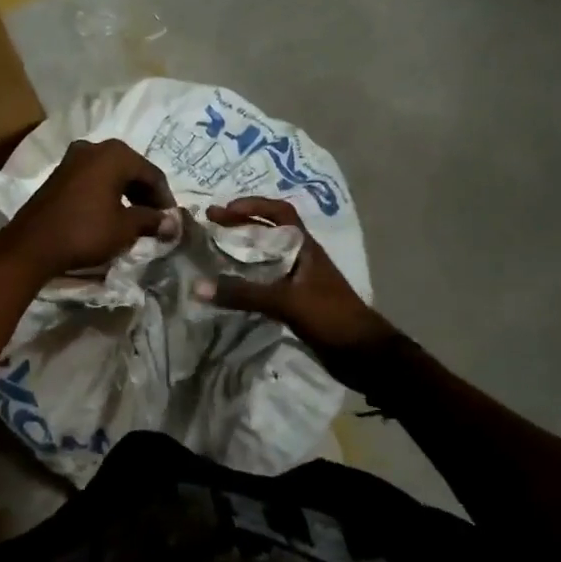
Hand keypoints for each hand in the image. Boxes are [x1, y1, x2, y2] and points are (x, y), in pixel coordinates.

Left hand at [0, 138, 175, 281]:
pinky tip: (112, 213)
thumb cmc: (85, 232)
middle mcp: (94, 147)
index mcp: (115, 154)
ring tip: (137, 219)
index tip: (171, 221)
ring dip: (127, 194)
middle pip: (132, 170)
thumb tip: (173, 223)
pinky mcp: (60, 174)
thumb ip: (152, 220)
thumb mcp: (125, 228)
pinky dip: (108, 193)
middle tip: (156, 219)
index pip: (152, 174)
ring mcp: (73, 158)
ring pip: (112, 173)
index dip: (165, 199)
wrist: (33, 245)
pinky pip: (94, 179)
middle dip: (146, 195)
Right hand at [194, 197, 397, 374]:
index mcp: (306, 248)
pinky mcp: (297, 304)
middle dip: (241, 227)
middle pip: (269, 233)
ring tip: (213, 256)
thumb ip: (243, 293)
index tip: (223, 210)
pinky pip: (266, 285)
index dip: (252, 206)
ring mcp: (300, 282)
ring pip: (267, 260)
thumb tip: (197, 286)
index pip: (279, 213)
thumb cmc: (330, 317)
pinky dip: (248, 282)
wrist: (364, 355)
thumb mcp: (285, 301)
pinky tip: (230, 289)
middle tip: (210, 228)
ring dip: (243, 255)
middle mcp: (302, 259)